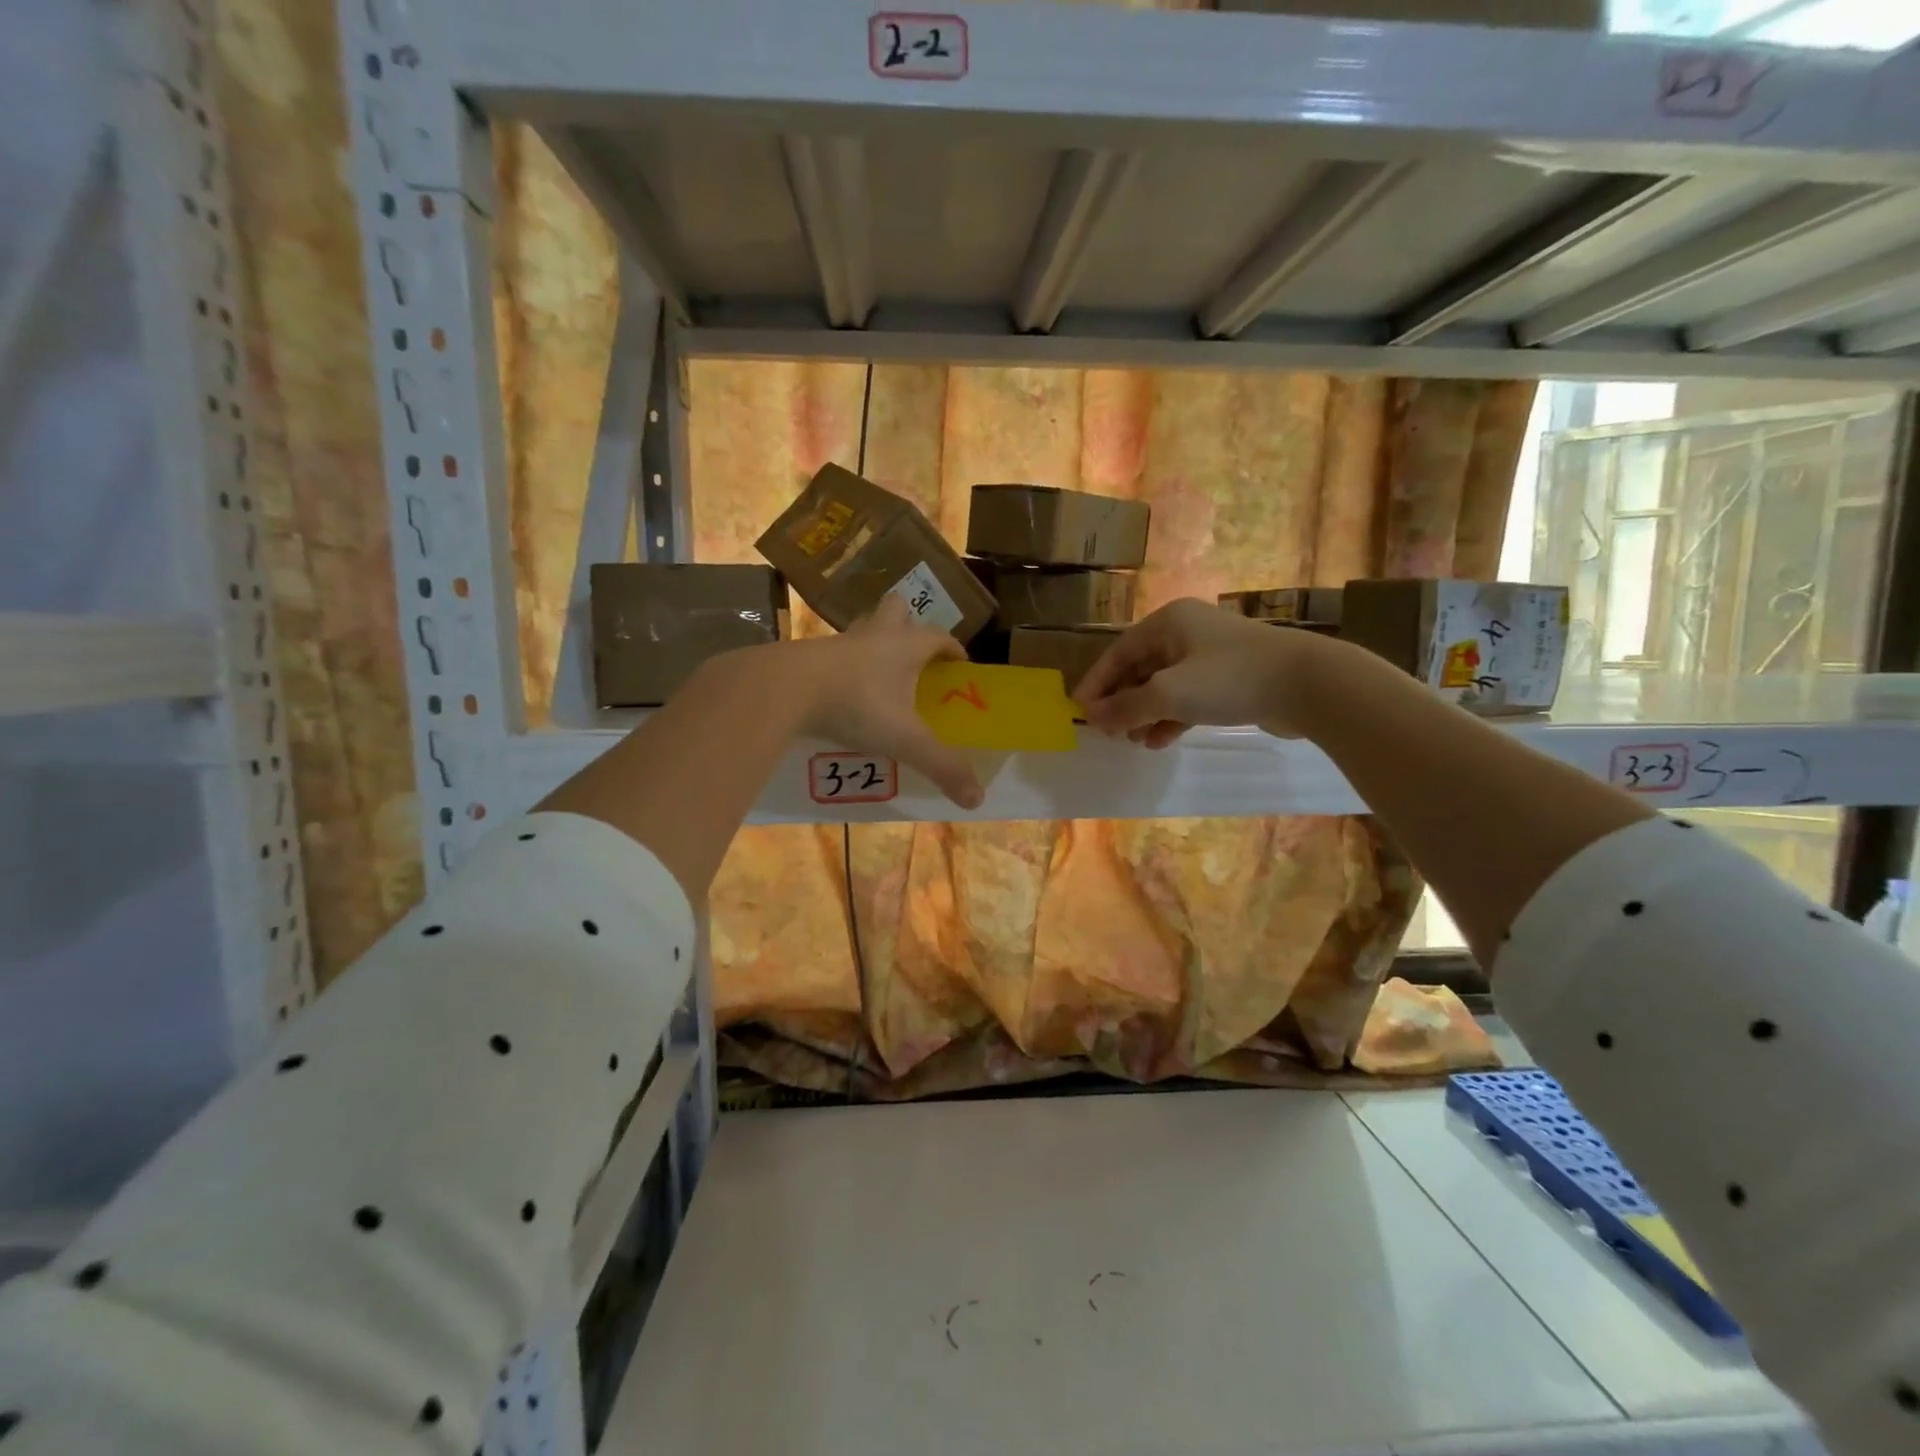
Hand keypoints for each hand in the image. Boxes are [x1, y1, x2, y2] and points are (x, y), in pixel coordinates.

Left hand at [794, 596, 984, 808]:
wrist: (784, 688)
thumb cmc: (856, 705)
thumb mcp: (905, 740)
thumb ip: (942, 766)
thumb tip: (976, 798)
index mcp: (905, 646)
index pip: (939, 636)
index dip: (953, 649)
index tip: (960, 665)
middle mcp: (874, 635)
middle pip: (896, 610)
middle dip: (907, 625)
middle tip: (913, 656)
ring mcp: (837, 642)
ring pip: (862, 630)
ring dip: (872, 644)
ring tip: (878, 676)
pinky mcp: (808, 656)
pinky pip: (833, 654)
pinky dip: (842, 668)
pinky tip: (841, 694)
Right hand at [1076, 598, 1322, 746]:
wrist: (1307, 685)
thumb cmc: (1228, 679)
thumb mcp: (1168, 694)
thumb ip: (1126, 707)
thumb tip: (1092, 718)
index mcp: (1168, 623)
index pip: (1118, 652)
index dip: (1096, 683)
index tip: (1079, 712)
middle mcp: (1186, 633)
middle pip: (1140, 668)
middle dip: (1122, 701)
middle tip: (1108, 731)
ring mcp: (1211, 656)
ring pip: (1165, 686)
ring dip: (1146, 713)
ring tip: (1133, 741)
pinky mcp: (1231, 679)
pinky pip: (1189, 698)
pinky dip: (1172, 717)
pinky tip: (1161, 741)